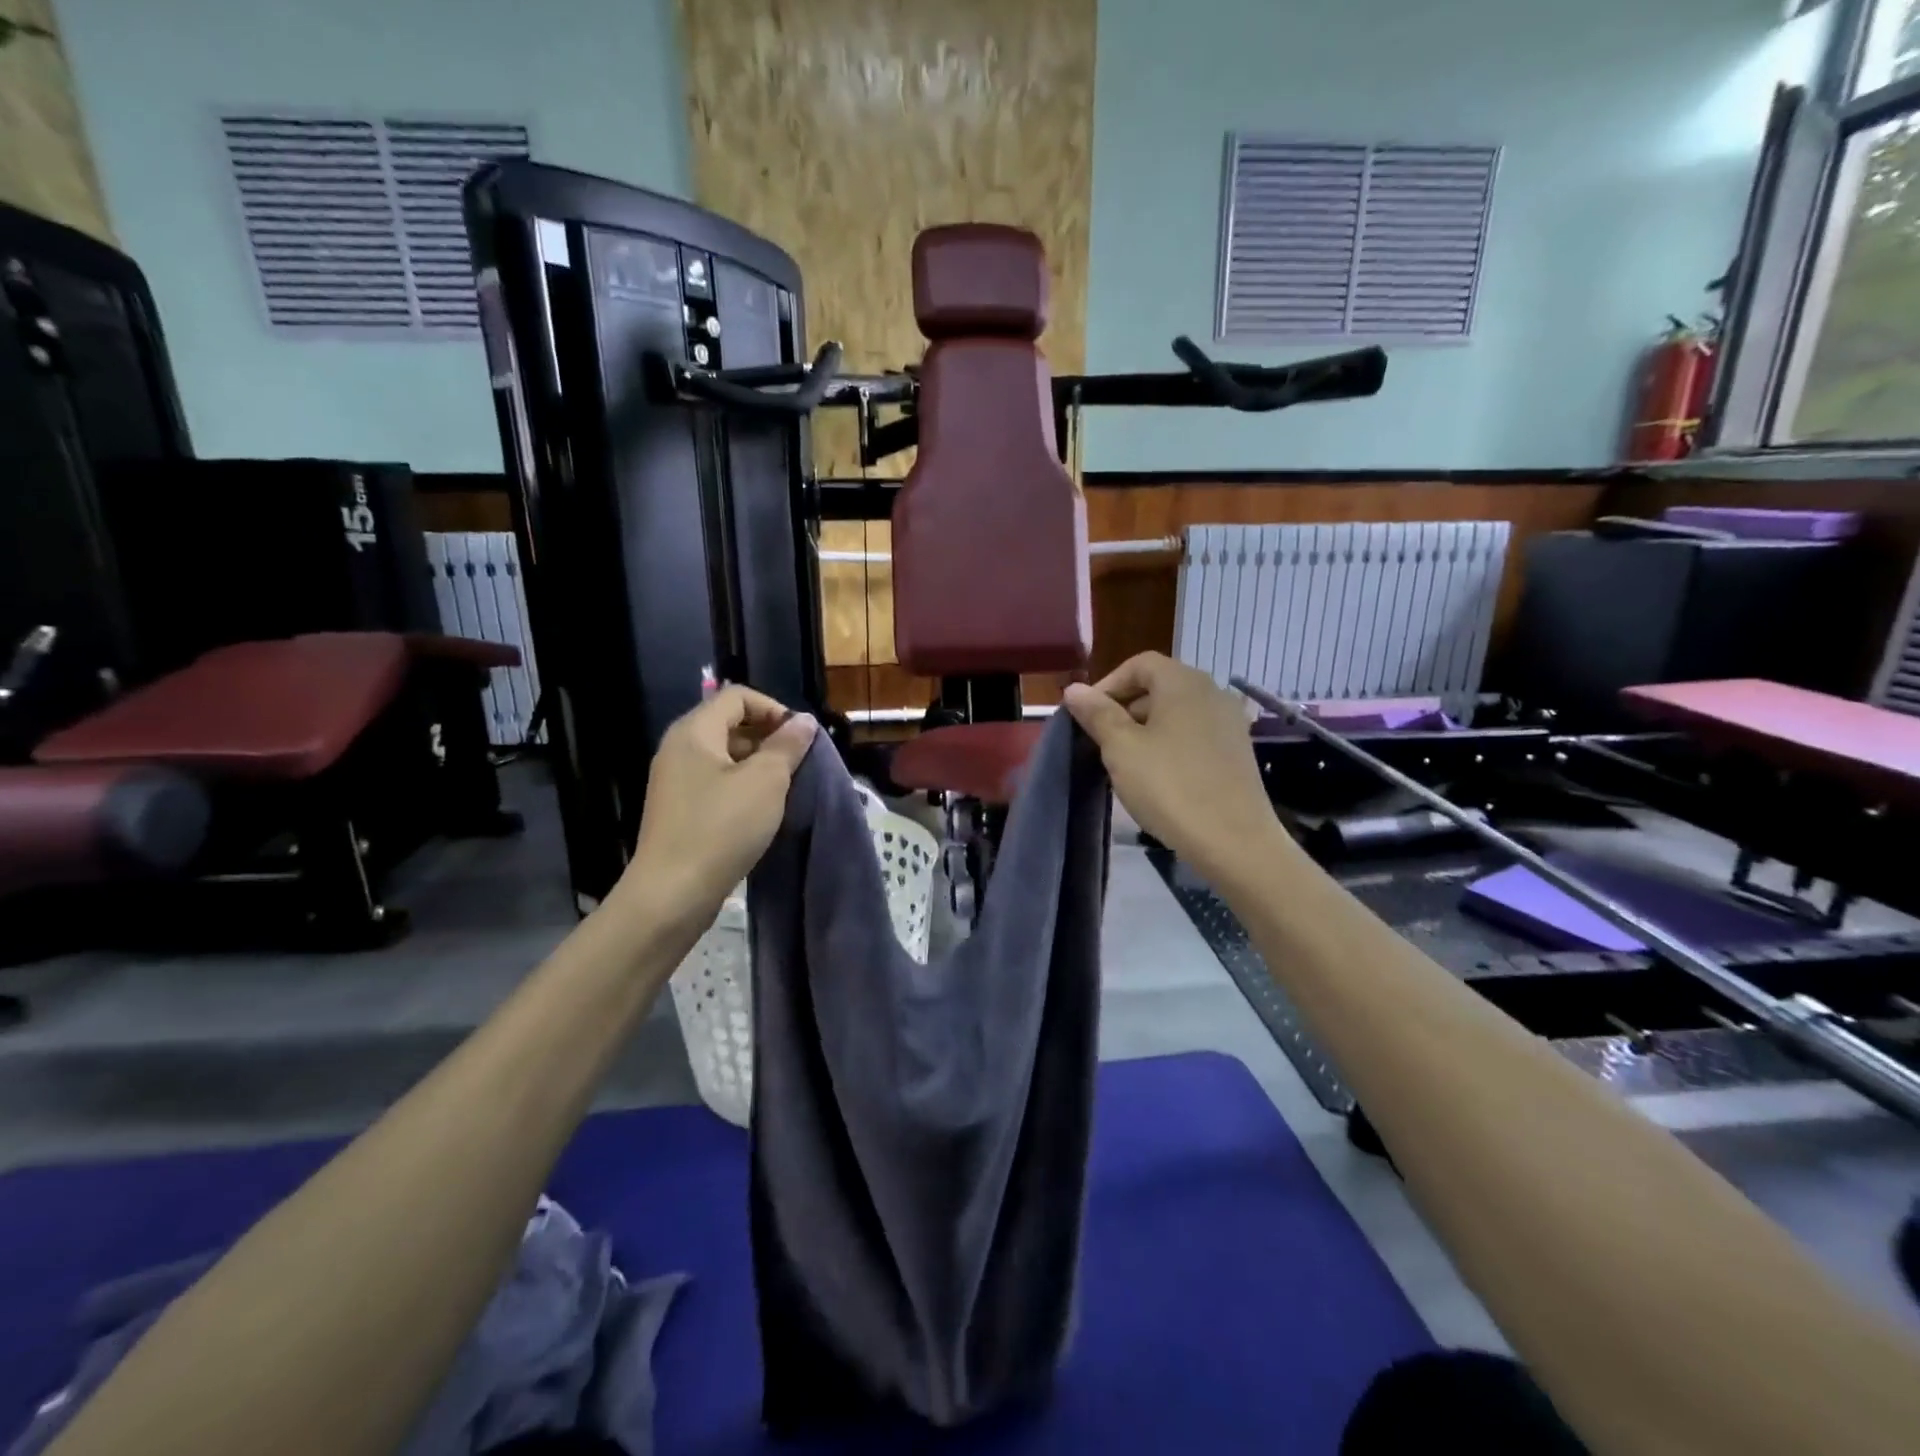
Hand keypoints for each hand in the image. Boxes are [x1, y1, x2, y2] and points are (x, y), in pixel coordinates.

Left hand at [618, 686, 816, 935]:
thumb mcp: (766, 781)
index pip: (738, 696)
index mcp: (694, 731)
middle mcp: (679, 748)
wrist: (672, 893)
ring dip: (758, 765)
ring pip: (725, 756)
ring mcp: (675, 780)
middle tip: (797, 764)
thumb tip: (804, 721)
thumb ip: (787, 745)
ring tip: (785, 789)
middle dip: (769, 737)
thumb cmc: (722, 827)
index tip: (800, 739)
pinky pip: (715, 782)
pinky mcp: (679, 809)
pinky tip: (761, 811)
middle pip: (730, 723)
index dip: (774, 709)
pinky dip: (742, 787)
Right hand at [1063, 653, 1290, 889]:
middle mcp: (1212, 692)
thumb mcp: (1122, 749)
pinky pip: (1196, 734)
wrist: (1234, 841)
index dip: (1108, 684)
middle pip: (1160, 686)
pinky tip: (1159, 776)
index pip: (1139, 664)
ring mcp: (1230, 722)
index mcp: (1183, 682)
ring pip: (1177, 712)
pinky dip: (1172, 744)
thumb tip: (1074, 689)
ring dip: (1147, 728)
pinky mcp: (1238, 751)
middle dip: (1125, 708)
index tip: (1086, 716)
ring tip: (1126, 762)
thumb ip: (1097, 714)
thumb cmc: (1170, 786)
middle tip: (1101, 742)